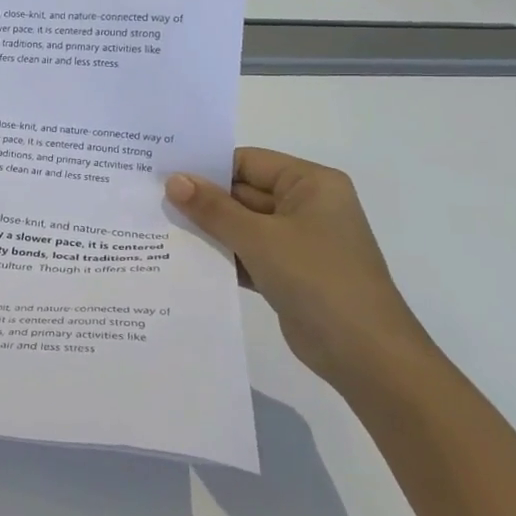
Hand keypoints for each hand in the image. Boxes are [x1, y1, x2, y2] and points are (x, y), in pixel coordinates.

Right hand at [165, 148, 431, 387]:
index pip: (248, 162)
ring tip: (156, 227)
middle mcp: (306, 206)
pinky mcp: (288, 272)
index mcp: (311, 184)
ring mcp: (298, 241)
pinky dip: (220, 255)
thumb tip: (173, 180)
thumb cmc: (317, 278)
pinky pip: (247, 253)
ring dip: (207, 229)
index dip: (205, 167)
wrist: (364, 353)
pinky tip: (182, 258)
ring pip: (241, 225)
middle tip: (150, 200)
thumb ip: (213, 208)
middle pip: (242, 193)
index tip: (161, 173)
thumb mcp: (258, 237)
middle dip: (201, 200)